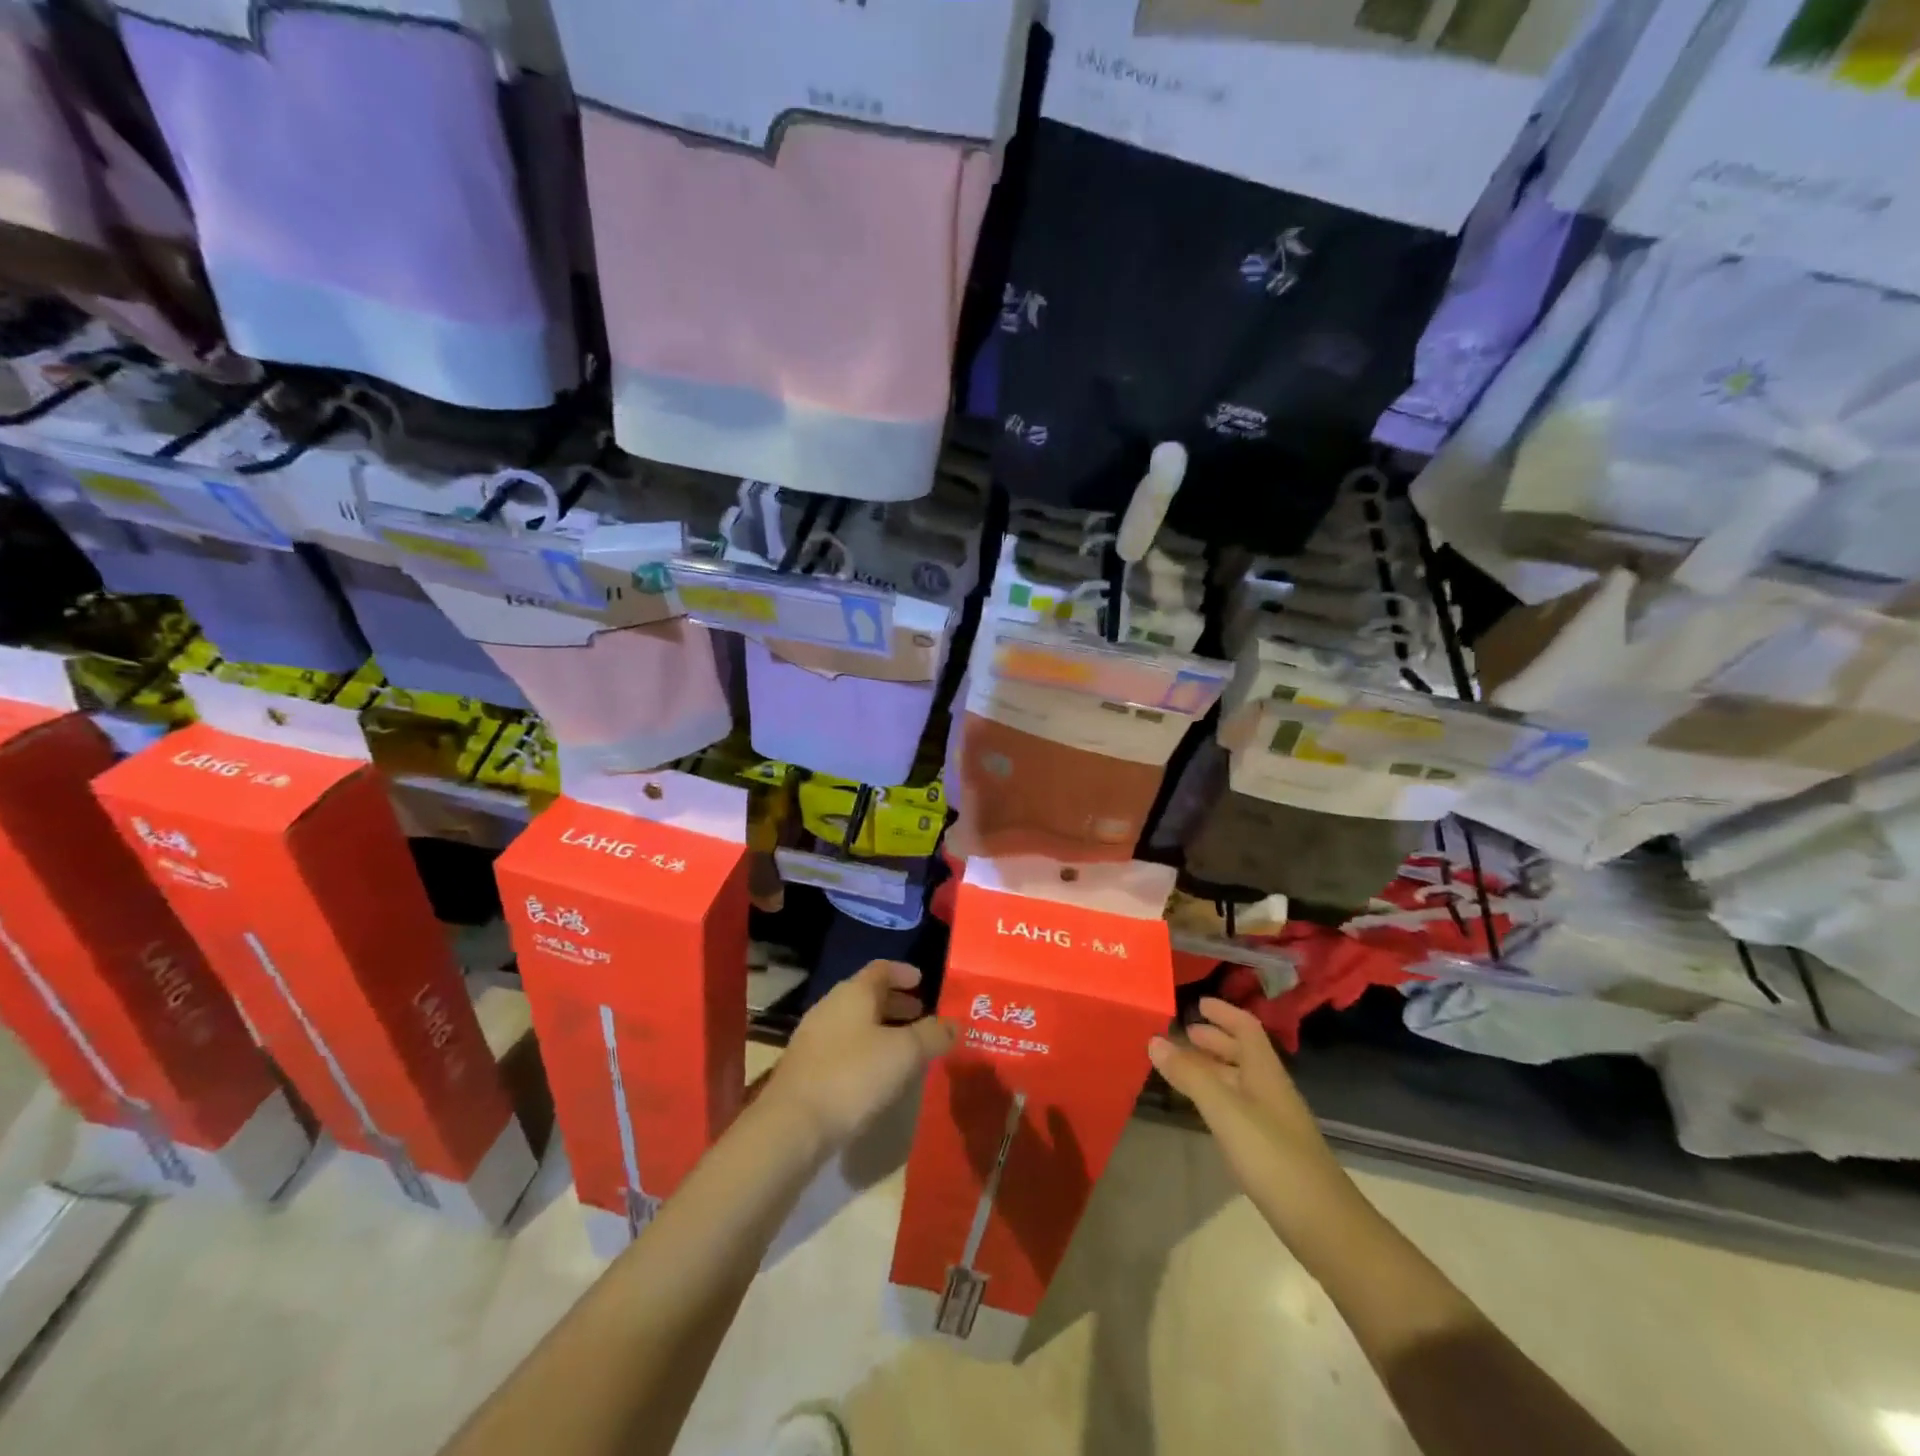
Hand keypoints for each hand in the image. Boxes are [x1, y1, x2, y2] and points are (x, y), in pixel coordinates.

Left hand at [770, 961, 955, 1149]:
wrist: (792, 1125)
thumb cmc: (853, 1076)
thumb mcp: (904, 1053)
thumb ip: (933, 1035)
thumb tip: (955, 1025)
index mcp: (854, 992)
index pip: (882, 968)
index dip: (904, 972)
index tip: (923, 980)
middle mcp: (831, 1005)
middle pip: (867, 995)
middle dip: (895, 1003)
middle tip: (921, 1015)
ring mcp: (814, 1037)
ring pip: (855, 1022)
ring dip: (881, 1028)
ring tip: (905, 1047)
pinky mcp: (806, 1067)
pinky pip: (843, 1046)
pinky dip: (865, 1050)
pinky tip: (878, 1074)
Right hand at [1149, 998, 1341, 1206]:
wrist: (1324, 1225)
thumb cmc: (1273, 1157)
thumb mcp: (1225, 1111)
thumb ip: (1190, 1075)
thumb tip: (1154, 1039)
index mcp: (1266, 1072)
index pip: (1247, 1028)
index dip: (1224, 1012)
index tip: (1198, 1003)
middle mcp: (1272, 1089)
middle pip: (1244, 1052)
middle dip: (1215, 1039)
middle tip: (1183, 1033)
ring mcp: (1275, 1120)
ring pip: (1240, 1080)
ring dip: (1214, 1067)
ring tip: (1183, 1067)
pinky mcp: (1272, 1149)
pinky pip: (1240, 1106)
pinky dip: (1218, 1096)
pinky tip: (1204, 1110)